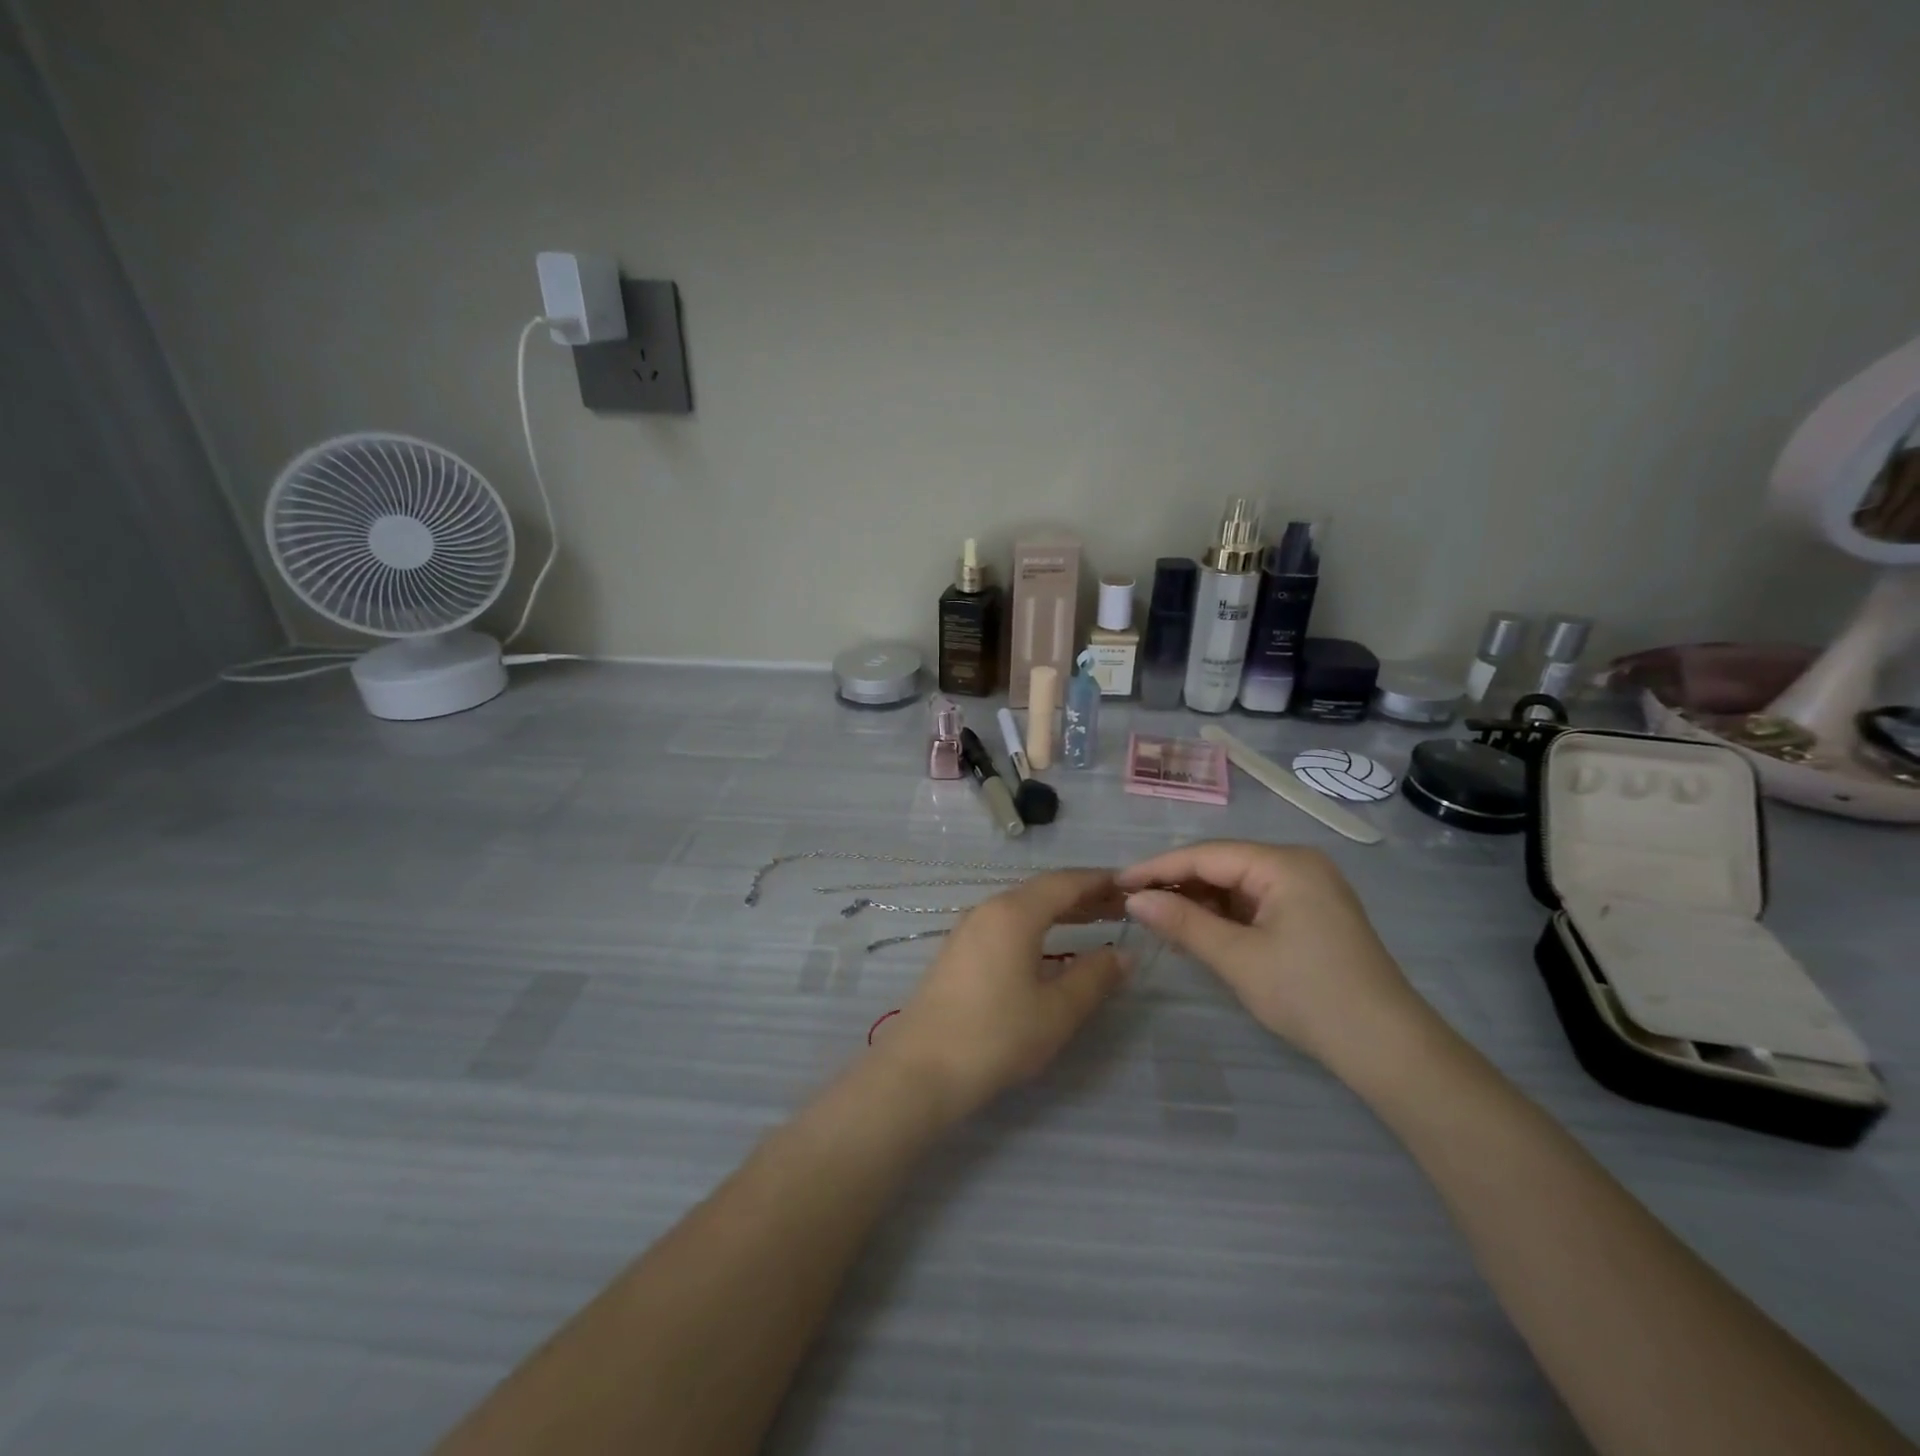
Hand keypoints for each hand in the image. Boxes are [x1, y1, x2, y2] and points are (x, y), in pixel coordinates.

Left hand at [876, 869, 1128, 1120]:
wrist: (921, 1068)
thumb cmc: (996, 1035)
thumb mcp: (1056, 1011)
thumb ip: (1094, 977)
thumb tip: (1124, 953)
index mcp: (1015, 913)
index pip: (1065, 882)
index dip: (1101, 881)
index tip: (1133, 886)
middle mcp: (989, 909)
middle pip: (1043, 890)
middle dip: (1084, 896)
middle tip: (1123, 907)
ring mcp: (969, 929)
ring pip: (1023, 906)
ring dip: (1060, 910)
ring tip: (1096, 922)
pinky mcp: (958, 951)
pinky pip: (1006, 923)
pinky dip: (1037, 925)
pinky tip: (1051, 946)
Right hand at [1116, 842, 1429, 1072]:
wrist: (1388, 1049)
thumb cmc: (1310, 996)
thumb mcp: (1238, 959)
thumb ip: (1182, 923)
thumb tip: (1133, 899)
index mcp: (1285, 864)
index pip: (1206, 855)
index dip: (1157, 868)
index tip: (1116, 883)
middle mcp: (1297, 864)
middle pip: (1221, 864)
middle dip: (1176, 884)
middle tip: (1131, 903)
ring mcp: (1308, 888)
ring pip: (1236, 884)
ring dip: (1198, 900)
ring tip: (1155, 918)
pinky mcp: (1310, 913)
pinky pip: (1254, 902)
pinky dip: (1223, 915)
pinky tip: (1195, 929)